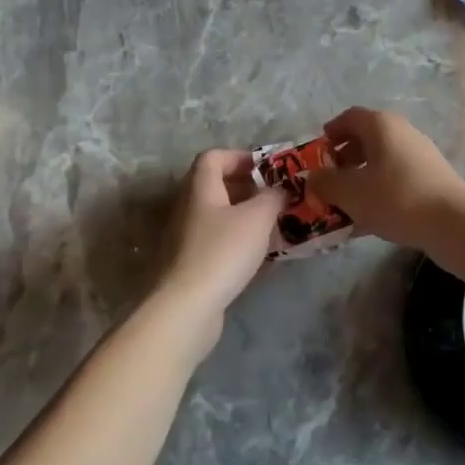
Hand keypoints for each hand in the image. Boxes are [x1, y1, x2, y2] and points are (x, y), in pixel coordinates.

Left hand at [152, 149, 286, 337]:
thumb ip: (272, 197)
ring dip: (245, 216)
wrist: (186, 308)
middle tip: (275, 197)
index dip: (240, 157)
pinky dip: (238, 241)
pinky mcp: (189, 264)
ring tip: (273, 225)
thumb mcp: (257, 217)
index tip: (267, 169)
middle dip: (248, 188)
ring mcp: (185, 238)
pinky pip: (217, 241)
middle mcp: (188, 207)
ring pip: (218, 216)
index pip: (213, 157)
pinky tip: (259, 255)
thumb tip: (279, 190)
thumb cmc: (222, 252)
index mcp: (200, 188)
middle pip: (216, 186)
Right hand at [308, 106, 464, 250]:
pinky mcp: (431, 177)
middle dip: (344, 158)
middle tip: (329, 180)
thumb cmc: (395, 198)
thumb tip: (313, 177)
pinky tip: (370, 218)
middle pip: (367, 138)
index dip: (331, 132)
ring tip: (346, 203)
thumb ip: (325, 183)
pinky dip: (380, 190)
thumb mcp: (350, 192)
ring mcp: (420, 154)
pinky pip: (397, 178)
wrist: (452, 222)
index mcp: (381, 125)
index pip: (350, 117)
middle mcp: (402, 132)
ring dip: (361, 177)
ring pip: (382, 160)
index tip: (318, 152)